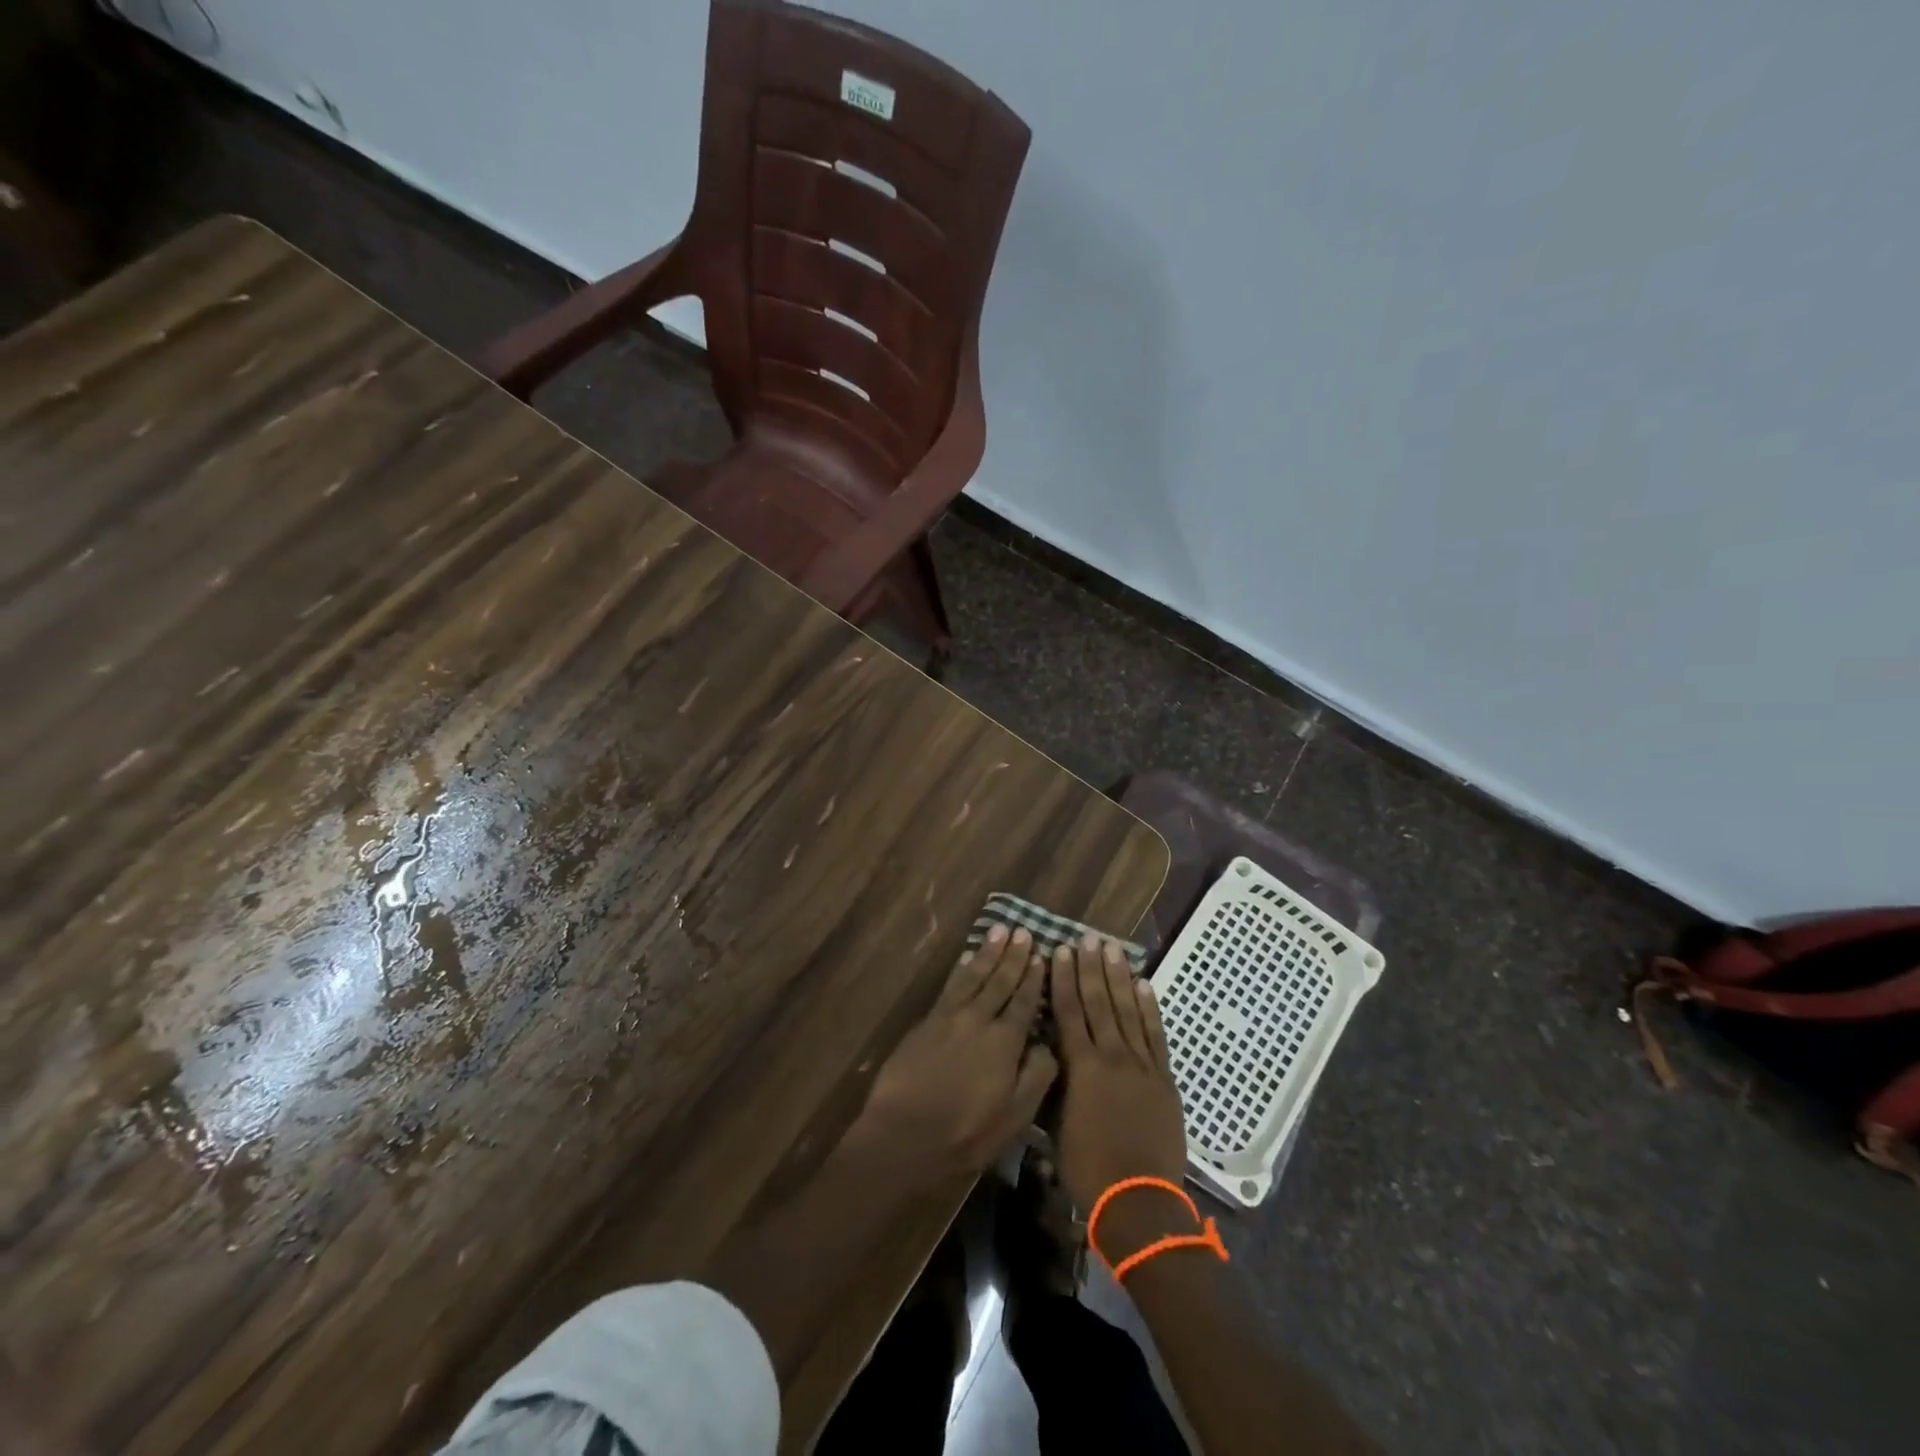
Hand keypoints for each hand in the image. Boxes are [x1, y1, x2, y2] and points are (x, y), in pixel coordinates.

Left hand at [847, 925, 1058, 1186]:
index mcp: (1005, 1041)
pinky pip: (949, 986)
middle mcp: (979, 1019)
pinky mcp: (926, 1023)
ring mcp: (949, 1017)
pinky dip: (961, 969)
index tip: (1041, 954)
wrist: (904, 1135)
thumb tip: (1048, 1044)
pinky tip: (966, 959)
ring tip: (999, 930)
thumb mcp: (1015, 1116)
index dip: (1033, 978)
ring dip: (988, 953)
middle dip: (1013, 956)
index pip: (1024, 1002)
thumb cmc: (966, 1133)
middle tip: (1023, 931)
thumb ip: (1036, 1076)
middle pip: (999, 981)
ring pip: (973, 976)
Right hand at [1051, 935, 1187, 1212]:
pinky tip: (1143, 985)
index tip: (1060, 951)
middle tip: (1087, 937)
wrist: (1139, 1200)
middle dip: (1091, 968)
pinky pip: (1155, 1035)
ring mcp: (1142, 1065)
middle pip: (1099, 1002)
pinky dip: (1149, 1008)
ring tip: (1112, 949)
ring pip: (1128, 1011)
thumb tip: (1046, 1055)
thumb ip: (1053, 1084)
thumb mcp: (1056, 1126)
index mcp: (1081, 1067)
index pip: (1070, 1012)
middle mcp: (1111, 1056)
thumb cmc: (1088, 1167)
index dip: (1064, 979)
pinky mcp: (1164, 1078)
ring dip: (1119, 978)